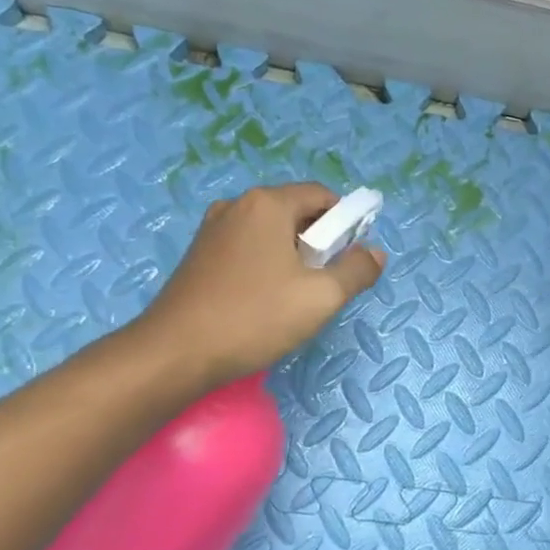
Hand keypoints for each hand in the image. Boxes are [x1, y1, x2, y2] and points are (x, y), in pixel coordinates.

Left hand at [132, 183, 385, 391]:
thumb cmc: (254, 317)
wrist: (175, 354)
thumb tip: (375, 253)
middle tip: (326, 283)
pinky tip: (265, 302)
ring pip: (271, 233)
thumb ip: (357, 271)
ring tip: (296, 297)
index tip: (352, 258)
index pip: (322, 196)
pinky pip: (248, 249)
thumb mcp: (321, 297)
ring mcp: (213, 230)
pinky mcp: (199, 256)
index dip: (347, 222)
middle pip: (296, 212)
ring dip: (293, 257)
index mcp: (267, 204)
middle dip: (320, 242)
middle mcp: (237, 206)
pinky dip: (267, 266)